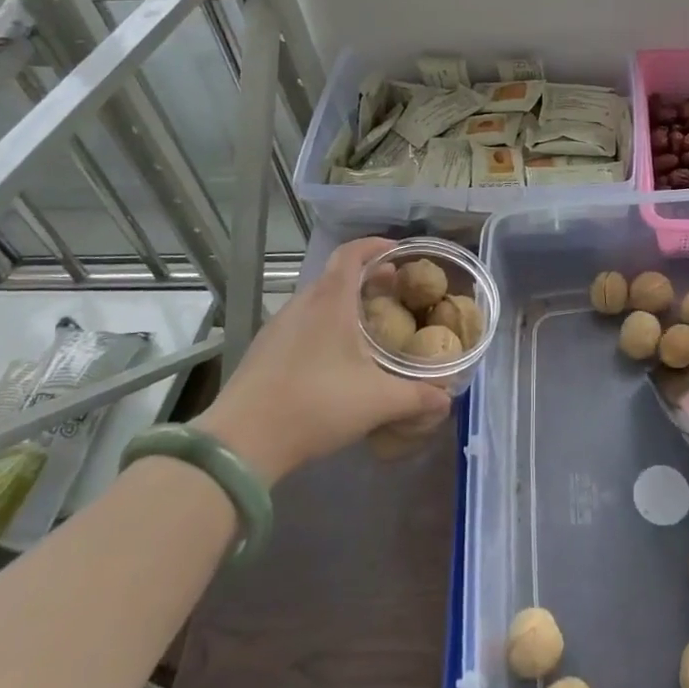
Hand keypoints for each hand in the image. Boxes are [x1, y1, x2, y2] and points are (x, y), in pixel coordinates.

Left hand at [196, 237, 449, 480]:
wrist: (241, 442)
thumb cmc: (316, 405)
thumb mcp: (377, 401)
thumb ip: (417, 396)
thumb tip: (447, 398)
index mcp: (330, 301)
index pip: (352, 253)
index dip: (376, 246)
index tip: (398, 252)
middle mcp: (302, 304)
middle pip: (336, 276)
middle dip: (367, 278)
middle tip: (393, 292)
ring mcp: (277, 327)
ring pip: (317, 301)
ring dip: (344, 303)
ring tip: (368, 325)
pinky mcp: (263, 351)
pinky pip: (301, 323)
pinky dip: (324, 324)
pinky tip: (335, 357)